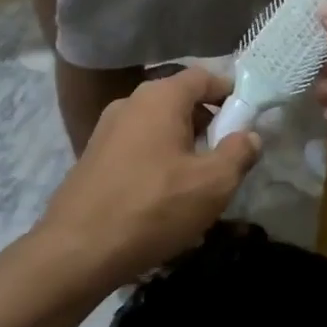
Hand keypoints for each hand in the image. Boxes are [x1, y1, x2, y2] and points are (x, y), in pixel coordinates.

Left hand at [37, 67, 261, 287]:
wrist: (76, 250)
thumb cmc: (153, 208)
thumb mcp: (212, 184)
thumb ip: (238, 153)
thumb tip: (249, 135)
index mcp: (160, 97)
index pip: (204, 77)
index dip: (230, 93)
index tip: (249, 120)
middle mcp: (130, 103)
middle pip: (180, 101)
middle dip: (209, 124)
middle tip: (227, 158)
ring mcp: (106, 130)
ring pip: (158, 127)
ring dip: (184, 146)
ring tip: (199, 183)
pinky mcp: (93, 157)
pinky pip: (137, 147)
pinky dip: (158, 161)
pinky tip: (165, 197)